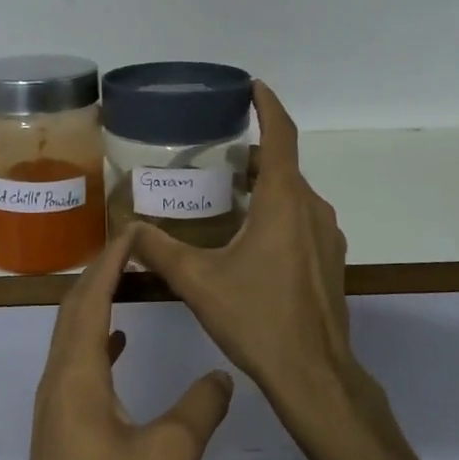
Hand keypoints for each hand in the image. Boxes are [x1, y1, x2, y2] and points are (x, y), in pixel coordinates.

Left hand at [3, 227, 234, 459]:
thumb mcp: (168, 457)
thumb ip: (199, 408)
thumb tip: (221, 374)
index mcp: (76, 375)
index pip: (90, 299)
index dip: (110, 261)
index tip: (133, 230)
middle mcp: (58, 381)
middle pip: (74, 311)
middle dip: (100, 273)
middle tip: (134, 247)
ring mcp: (55, 407)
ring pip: (73, 338)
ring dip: (97, 304)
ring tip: (129, 281)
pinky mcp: (61, 430)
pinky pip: (78, 366)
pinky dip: (98, 342)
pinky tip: (119, 346)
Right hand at [129, 82, 359, 438]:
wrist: (312, 372)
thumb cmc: (257, 318)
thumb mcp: (198, 282)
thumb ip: (160, 251)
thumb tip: (128, 231)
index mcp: (283, 203)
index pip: (281, 136)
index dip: (268, 106)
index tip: (252, 87)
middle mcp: (312, 210)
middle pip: (284, 167)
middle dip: (254, 155)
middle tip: (216, 156)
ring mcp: (327, 237)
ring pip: (294, 196)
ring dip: (265, 187)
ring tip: (227, 196)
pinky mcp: (330, 261)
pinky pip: (302, 221)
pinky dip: (278, 214)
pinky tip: (250, 240)